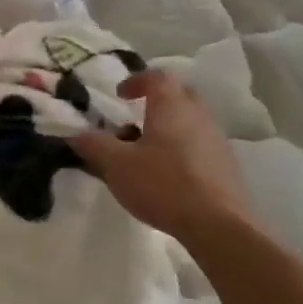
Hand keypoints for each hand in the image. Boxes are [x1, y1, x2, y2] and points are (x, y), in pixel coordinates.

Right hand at [70, 70, 255, 250]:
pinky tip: (169, 174)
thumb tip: (75, 134)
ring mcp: (218, 140)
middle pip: (179, 95)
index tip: (119, 95)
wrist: (218, 226)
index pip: (156, 77)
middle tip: (135, 117)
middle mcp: (198, 116)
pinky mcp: (227, 166)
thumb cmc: (163, 185)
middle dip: (156, 101)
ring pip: (191, 121)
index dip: (136, 81)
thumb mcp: (116, 165)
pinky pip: (201, 145)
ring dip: (170, 127)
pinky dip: (183, 149)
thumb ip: (93, 145)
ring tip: (147, 150)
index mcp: (171, 107)